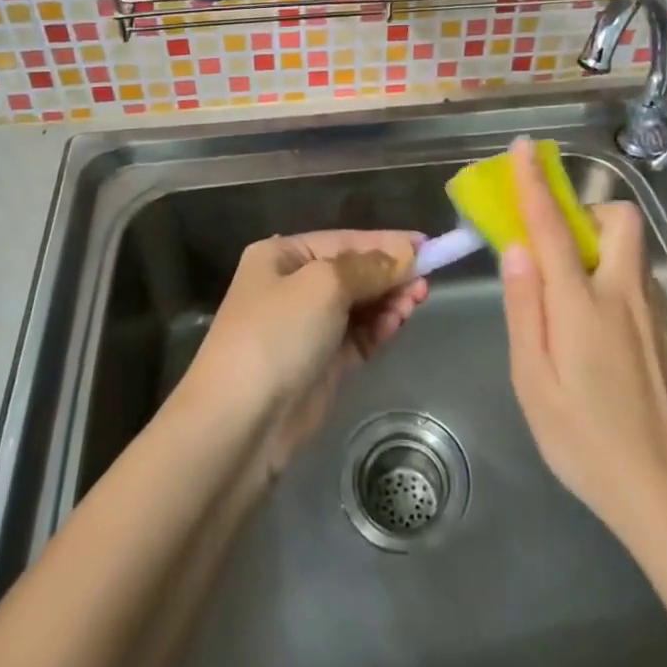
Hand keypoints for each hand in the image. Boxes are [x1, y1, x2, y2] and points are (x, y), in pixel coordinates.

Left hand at [183, 230, 428, 475]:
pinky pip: (358, 336)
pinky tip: (398, 321)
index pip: (343, 240)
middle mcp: (292, 286)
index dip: (385, 241)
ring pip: (359, 305)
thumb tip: (404, 255)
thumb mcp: (323, 286)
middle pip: (353, 272)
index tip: (427, 244)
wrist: (239, 425)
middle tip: (426, 281)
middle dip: (389, 273)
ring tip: (417, 300)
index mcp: (282, 256)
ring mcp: (306, 328)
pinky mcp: (320, 364)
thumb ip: (369, 267)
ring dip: (388, 300)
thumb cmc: (276, 335)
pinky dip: (378, 327)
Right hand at [500, 139, 666, 544]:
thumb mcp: (532, 381)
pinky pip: (641, 284)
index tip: (525, 148)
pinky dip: (617, 284)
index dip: (535, 182)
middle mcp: (625, 294)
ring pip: (632, 252)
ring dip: (602, 250)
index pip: (553, 226)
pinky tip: (605, 339)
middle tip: (560, 247)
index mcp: (582, 304)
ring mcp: (657, 312)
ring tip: (575, 304)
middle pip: (619, 220)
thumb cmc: (584, 440)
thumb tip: (517, 249)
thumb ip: (524, 308)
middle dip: (588, 211)